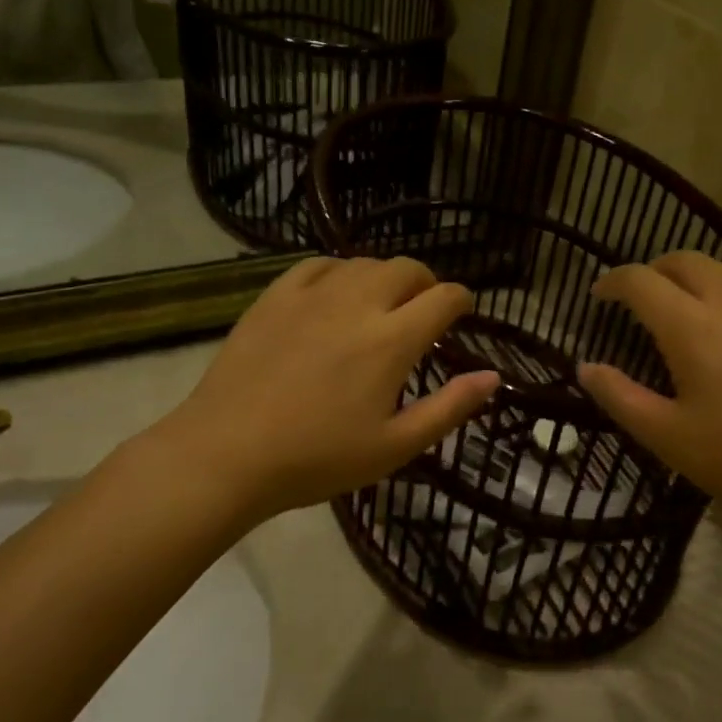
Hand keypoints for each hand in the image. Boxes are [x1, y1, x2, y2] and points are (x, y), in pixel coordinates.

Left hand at [152, 258, 499, 527]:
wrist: (228, 454)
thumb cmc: (318, 458)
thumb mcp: (395, 446)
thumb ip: (449, 408)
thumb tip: (493, 377)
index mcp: (392, 340)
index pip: (444, 298)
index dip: (462, 300)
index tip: (462, 312)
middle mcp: (357, 304)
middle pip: (407, 268)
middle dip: (426, 282)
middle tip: (424, 309)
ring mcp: (312, 295)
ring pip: (363, 263)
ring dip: (384, 277)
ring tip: (381, 304)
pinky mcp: (274, 297)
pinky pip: (317, 265)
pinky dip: (339, 272)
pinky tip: (335, 293)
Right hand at [577, 253, 721, 524]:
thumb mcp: (666, 436)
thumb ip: (619, 397)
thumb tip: (586, 367)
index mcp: (690, 326)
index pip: (640, 281)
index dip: (613, 282)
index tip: (599, 295)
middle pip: (684, 261)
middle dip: (653, 271)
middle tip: (639, 297)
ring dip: (697, 276)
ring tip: (687, 303)